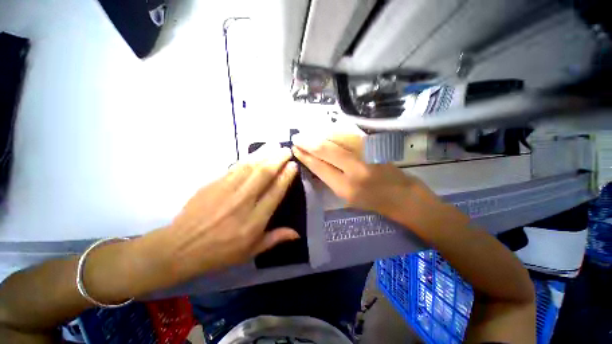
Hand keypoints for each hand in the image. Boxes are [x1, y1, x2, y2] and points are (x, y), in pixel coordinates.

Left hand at [129, 146, 300, 291]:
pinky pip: (235, 167)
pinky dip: (248, 158)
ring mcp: (226, 190)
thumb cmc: (220, 252)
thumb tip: (297, 233)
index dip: (286, 177)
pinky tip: (255, 153)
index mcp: (254, 220)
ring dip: (264, 154)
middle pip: (264, 174)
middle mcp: (243, 202)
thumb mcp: (250, 251)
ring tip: (275, 145)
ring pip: (250, 166)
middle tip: (287, 150)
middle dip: (278, 159)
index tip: (293, 165)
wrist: (180, 247)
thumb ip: (275, 238)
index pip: (275, 192)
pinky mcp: (213, 184)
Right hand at [292, 134, 441, 223]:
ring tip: (307, 133)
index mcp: (345, 187)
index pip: (319, 167)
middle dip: (307, 142)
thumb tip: (313, 162)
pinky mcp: (373, 144)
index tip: (295, 150)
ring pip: (336, 137)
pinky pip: (348, 134)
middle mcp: (355, 169)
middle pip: (325, 149)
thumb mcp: (346, 197)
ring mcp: (365, 153)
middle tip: (296, 137)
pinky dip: (333, 131)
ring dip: (318, 134)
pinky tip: (324, 130)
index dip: (305, 157)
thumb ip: (329, 178)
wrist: (401, 195)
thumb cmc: (371, 201)